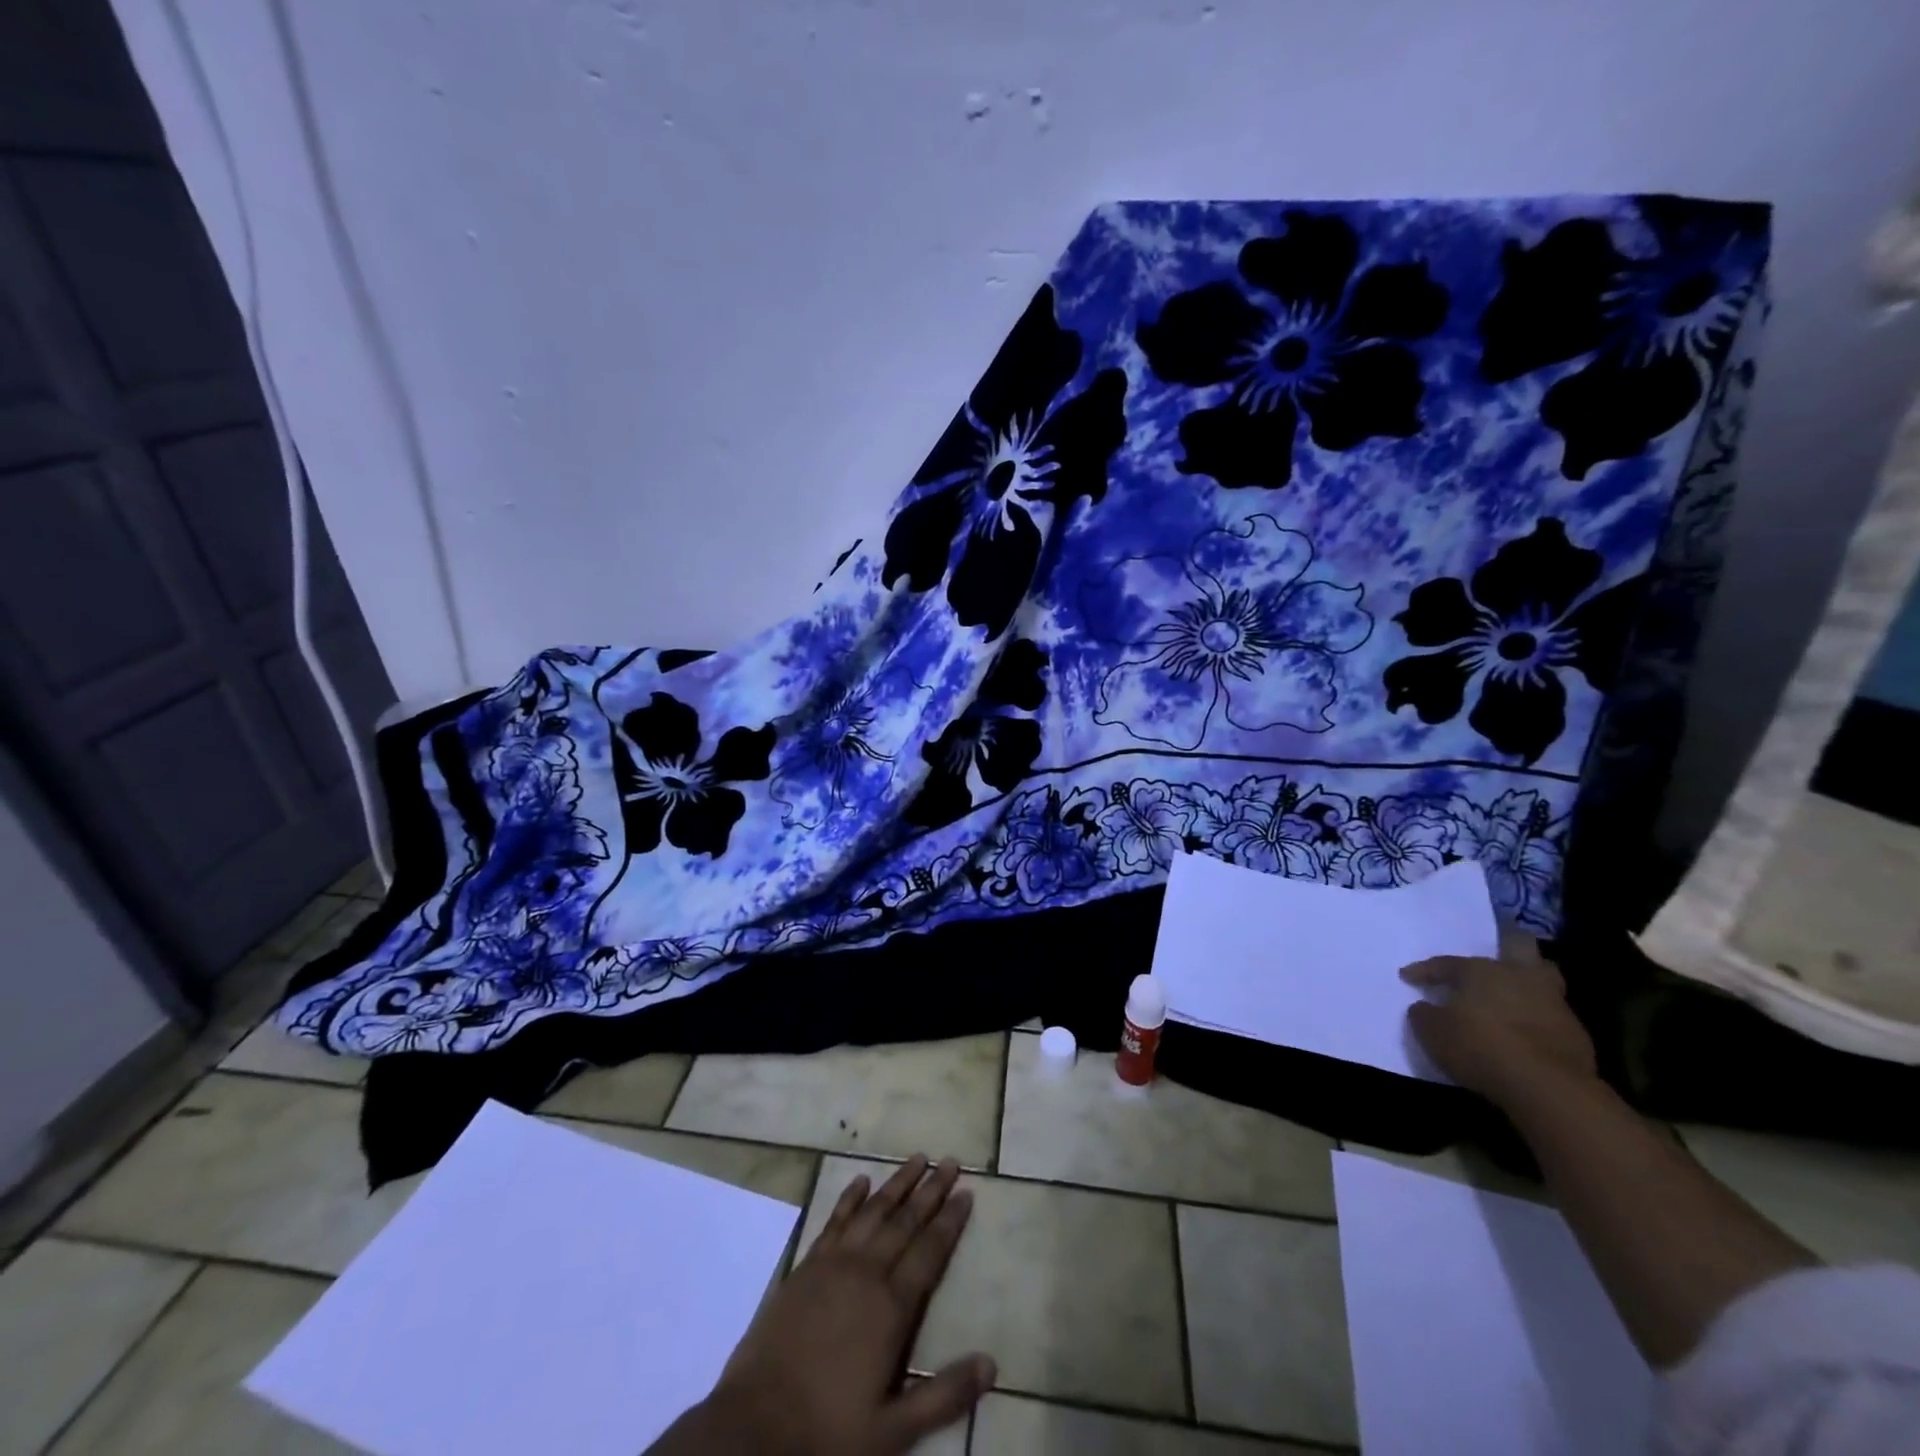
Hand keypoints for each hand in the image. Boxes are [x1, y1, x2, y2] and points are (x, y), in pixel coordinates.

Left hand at [655, 1155, 993, 1455]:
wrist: (754, 1426)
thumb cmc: (828, 1432)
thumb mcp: (894, 1431)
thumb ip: (944, 1396)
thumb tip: (992, 1365)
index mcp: (891, 1308)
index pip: (930, 1251)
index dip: (950, 1221)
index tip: (967, 1192)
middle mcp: (866, 1273)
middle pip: (905, 1221)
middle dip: (931, 1190)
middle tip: (950, 1160)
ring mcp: (833, 1265)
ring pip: (873, 1211)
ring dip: (897, 1183)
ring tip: (918, 1158)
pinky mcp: (806, 1266)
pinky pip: (834, 1220)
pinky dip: (850, 1198)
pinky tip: (861, 1180)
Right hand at [1401, 940, 1597, 1109]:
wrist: (1548, 1088)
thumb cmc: (1480, 1048)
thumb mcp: (1432, 1032)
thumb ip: (1424, 1014)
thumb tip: (1424, 1007)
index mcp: (1481, 971)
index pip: (1446, 963)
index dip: (1424, 970)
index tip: (1407, 977)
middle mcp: (1520, 976)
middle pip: (1519, 944)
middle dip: (1506, 945)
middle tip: (1491, 959)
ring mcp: (1553, 1003)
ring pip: (1544, 977)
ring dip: (1528, 982)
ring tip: (1511, 995)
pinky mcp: (1576, 1033)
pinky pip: (1552, 1014)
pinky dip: (1538, 1018)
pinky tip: (1526, 1032)